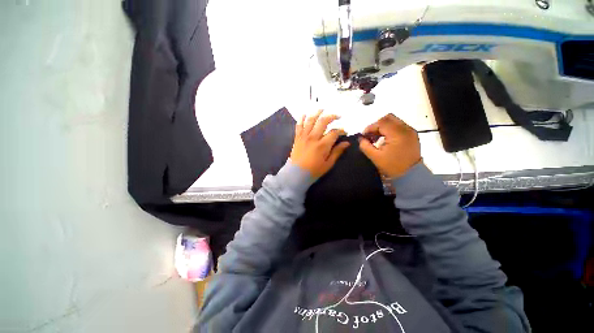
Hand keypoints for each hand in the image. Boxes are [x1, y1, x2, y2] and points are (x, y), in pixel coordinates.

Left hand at [290, 110, 349, 177]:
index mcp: (323, 145)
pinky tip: (305, 114)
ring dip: (317, 113)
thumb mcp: (328, 164)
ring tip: (322, 109)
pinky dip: (301, 118)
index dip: (341, 130)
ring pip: (311, 120)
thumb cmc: (313, 171)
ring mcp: (304, 136)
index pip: (334, 132)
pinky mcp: (297, 137)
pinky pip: (299, 125)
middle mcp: (313, 137)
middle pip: (323, 121)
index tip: (344, 132)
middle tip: (337, 116)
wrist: (296, 174)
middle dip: (332, 116)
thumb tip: (347, 143)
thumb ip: (337, 152)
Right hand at [359, 114, 421, 177]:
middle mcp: (405, 129)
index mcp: (397, 134)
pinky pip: (399, 127)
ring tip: (377, 138)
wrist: (411, 175)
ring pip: (394, 121)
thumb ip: (365, 146)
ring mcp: (410, 132)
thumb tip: (361, 138)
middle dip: (377, 125)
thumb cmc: (392, 166)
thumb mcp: (375, 157)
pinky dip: (390, 130)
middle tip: (370, 135)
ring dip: (383, 127)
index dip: (370, 127)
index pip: (381, 123)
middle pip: (388, 118)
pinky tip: (385, 140)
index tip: (364, 136)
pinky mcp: (412, 135)